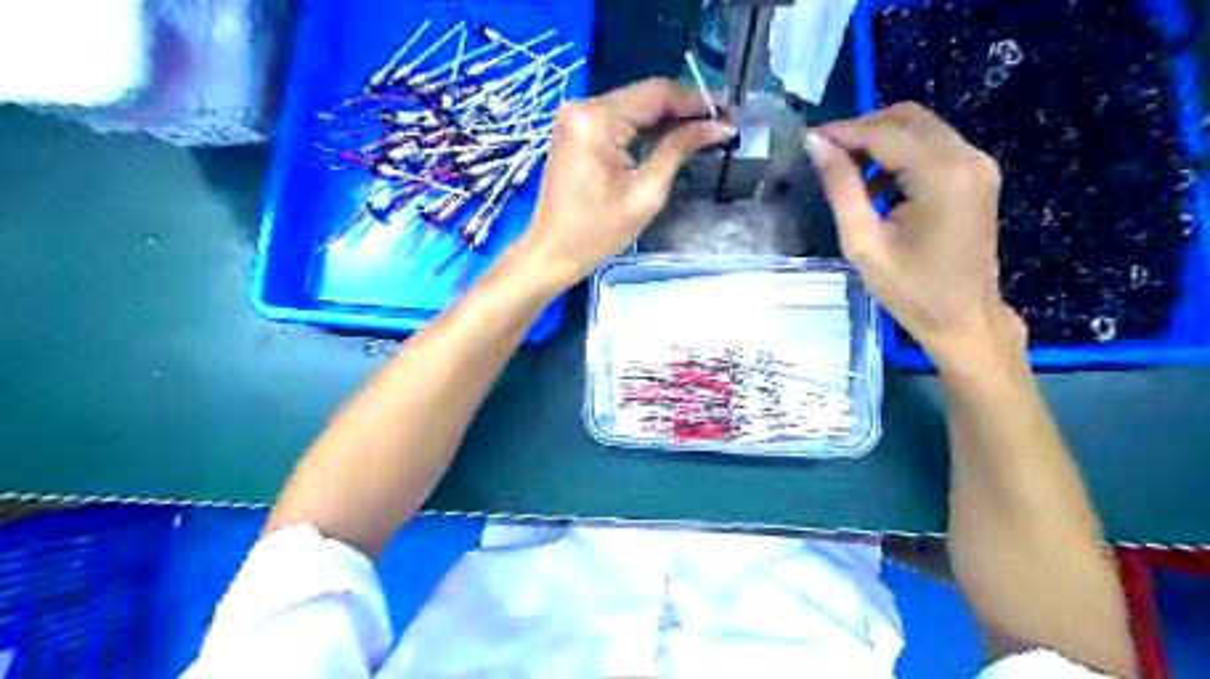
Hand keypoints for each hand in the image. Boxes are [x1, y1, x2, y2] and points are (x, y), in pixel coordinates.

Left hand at [511, 78, 730, 287]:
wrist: (551, 253)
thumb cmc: (597, 232)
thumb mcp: (646, 193)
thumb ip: (679, 150)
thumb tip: (718, 127)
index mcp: (596, 119)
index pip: (657, 94)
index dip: (697, 100)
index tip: (730, 113)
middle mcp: (583, 107)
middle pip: (645, 97)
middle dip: (685, 109)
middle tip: (723, 123)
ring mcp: (576, 118)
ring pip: (634, 108)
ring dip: (668, 119)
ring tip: (705, 131)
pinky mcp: (576, 132)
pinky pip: (619, 121)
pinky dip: (646, 130)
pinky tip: (673, 137)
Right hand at [802, 100, 1018, 364]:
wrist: (964, 318)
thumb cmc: (910, 290)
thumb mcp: (863, 242)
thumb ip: (840, 187)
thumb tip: (815, 145)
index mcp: (941, 175)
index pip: (884, 133)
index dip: (842, 131)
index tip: (807, 140)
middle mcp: (967, 157)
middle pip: (907, 118)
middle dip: (862, 129)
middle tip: (825, 154)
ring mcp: (977, 164)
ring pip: (921, 128)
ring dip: (880, 140)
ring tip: (845, 171)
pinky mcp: (977, 175)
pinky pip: (933, 146)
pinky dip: (900, 153)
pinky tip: (876, 184)